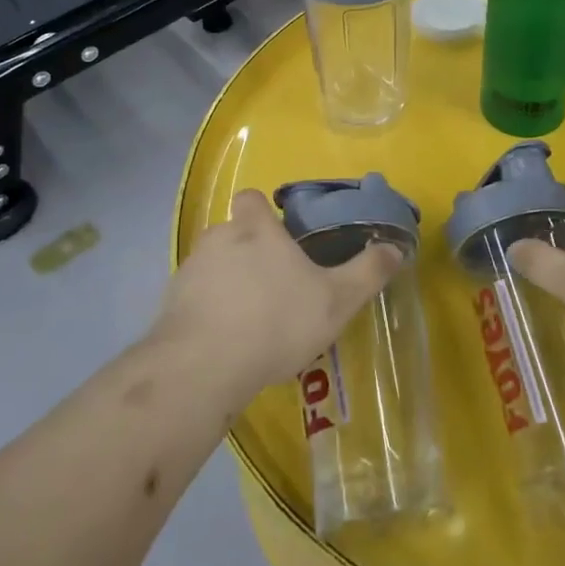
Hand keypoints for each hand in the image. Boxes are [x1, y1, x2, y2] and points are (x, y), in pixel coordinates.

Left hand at [153, 189, 400, 402]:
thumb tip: (395, 248)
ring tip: (248, 320)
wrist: (204, 367)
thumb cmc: (276, 321)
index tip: (277, 235)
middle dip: (247, 252)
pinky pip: (193, 298)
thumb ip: (367, 272)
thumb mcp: (337, 299)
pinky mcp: (169, 305)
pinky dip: (206, 311)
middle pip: (231, 232)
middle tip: (272, 286)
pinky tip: (223, 342)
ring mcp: (189, 271)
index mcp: (255, 229)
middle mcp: (218, 239)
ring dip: (226, 283)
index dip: (261, 212)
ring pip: (211, 266)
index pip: (251, 198)